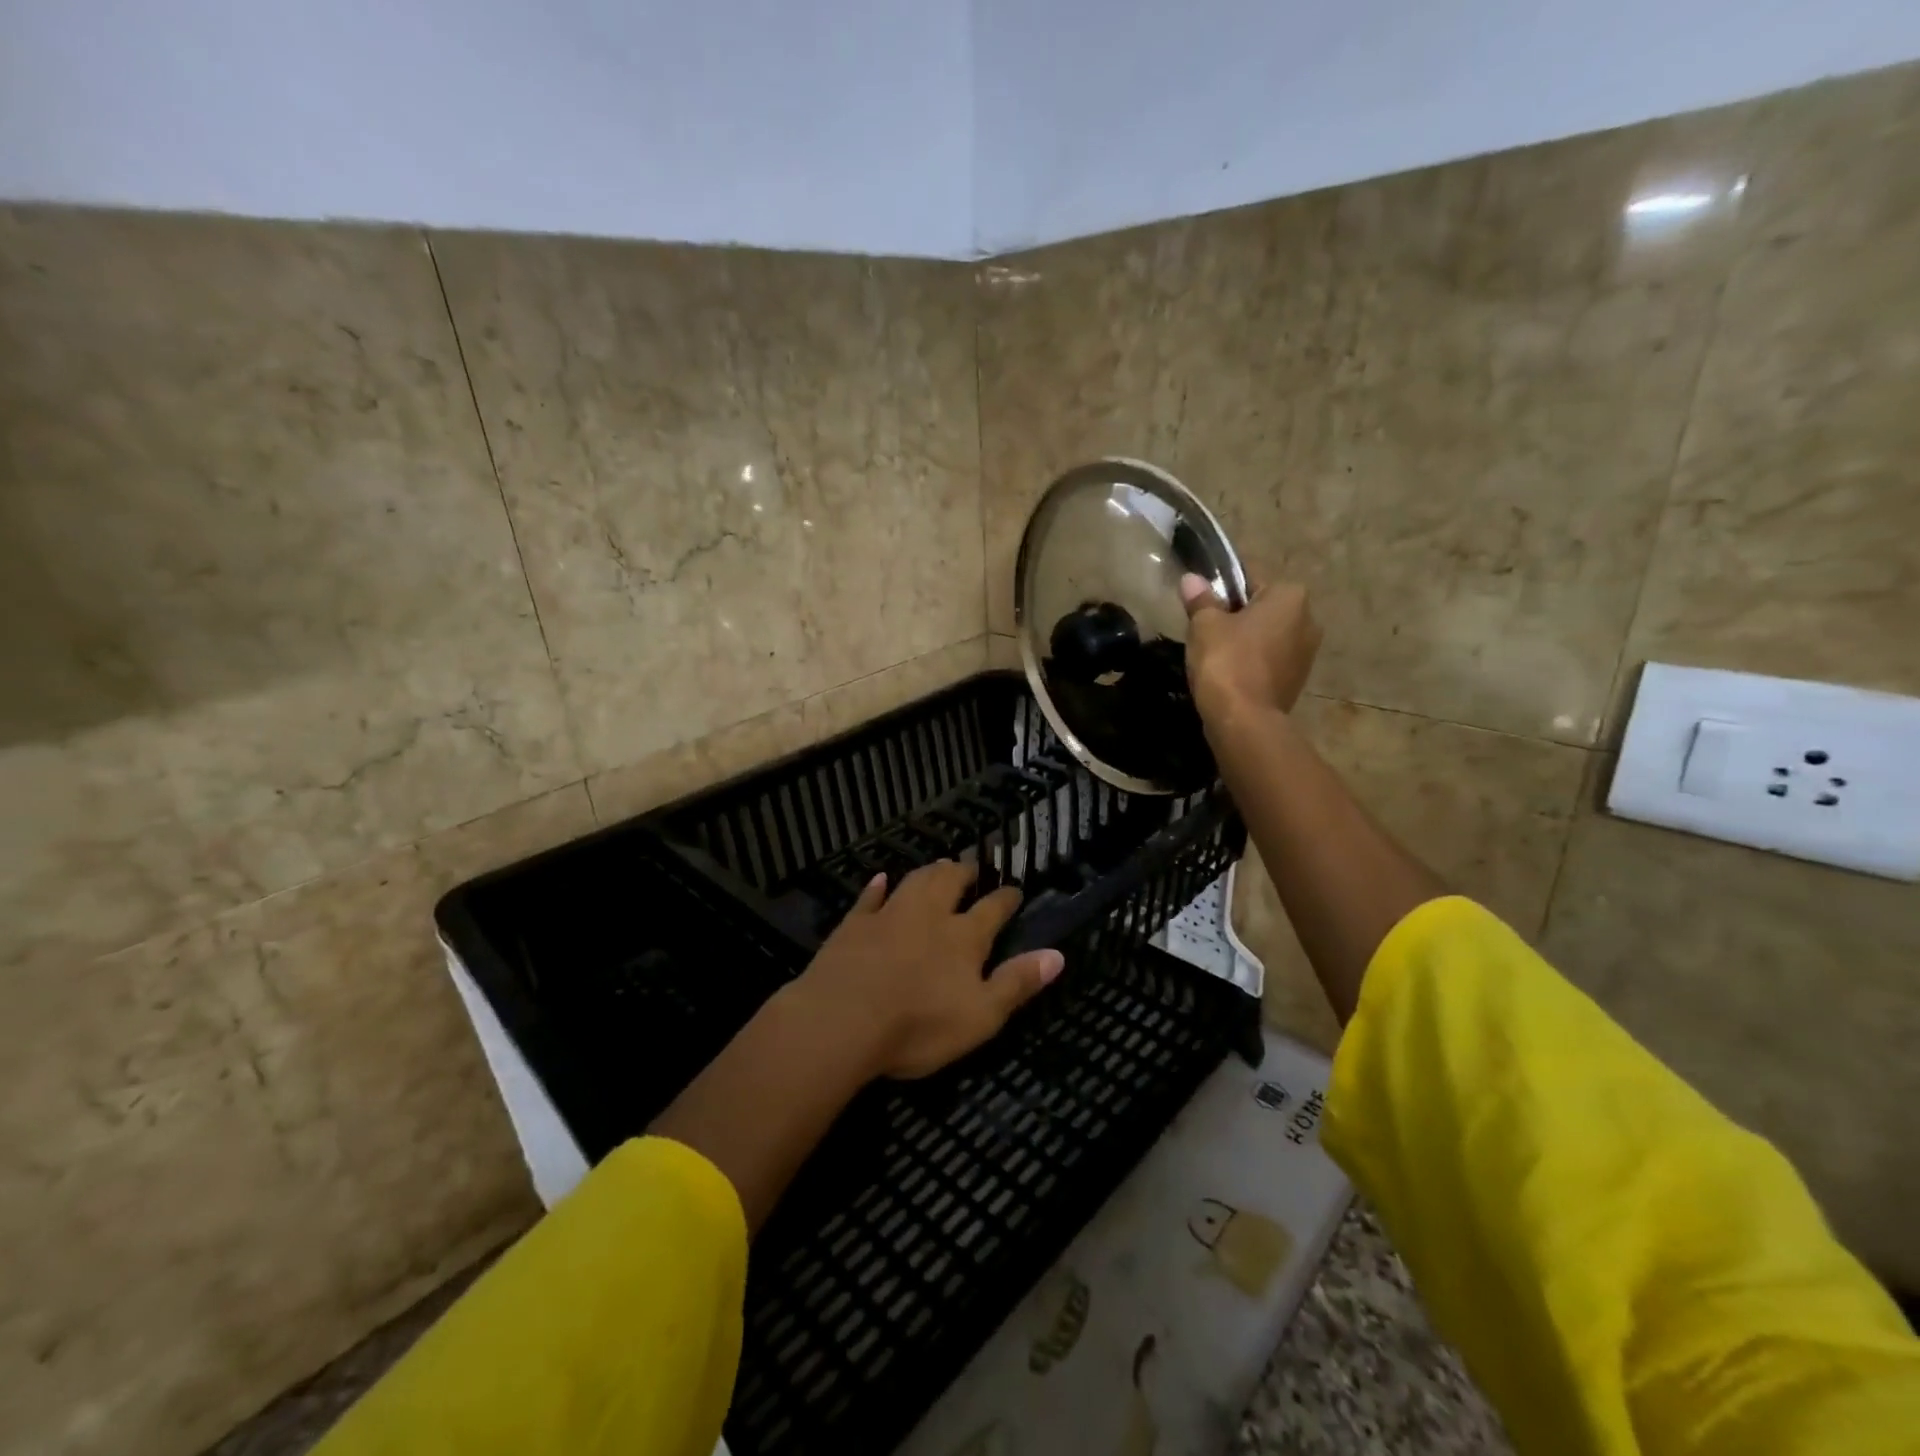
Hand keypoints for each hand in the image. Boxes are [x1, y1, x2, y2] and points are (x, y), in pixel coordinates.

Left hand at [782, 861, 1064, 1080]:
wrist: (843, 1019)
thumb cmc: (918, 1025)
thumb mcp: (981, 1015)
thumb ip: (1018, 983)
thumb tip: (1058, 954)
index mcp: (963, 938)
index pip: (992, 909)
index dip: (1006, 898)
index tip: (1015, 889)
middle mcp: (929, 915)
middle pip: (950, 882)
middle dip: (965, 872)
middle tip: (972, 866)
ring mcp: (889, 915)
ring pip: (915, 882)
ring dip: (930, 871)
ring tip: (940, 864)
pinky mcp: (854, 925)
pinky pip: (869, 898)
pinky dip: (877, 887)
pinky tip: (880, 879)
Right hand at [1180, 572, 1321, 721]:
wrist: (1244, 720)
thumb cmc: (1226, 661)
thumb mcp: (1205, 625)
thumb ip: (1201, 600)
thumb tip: (1191, 580)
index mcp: (1290, 596)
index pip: (1250, 579)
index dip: (1222, 589)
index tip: (1201, 603)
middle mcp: (1308, 619)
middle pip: (1262, 609)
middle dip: (1236, 616)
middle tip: (1205, 629)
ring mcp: (1306, 654)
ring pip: (1266, 637)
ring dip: (1244, 641)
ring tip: (1213, 655)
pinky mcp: (1297, 681)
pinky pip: (1269, 661)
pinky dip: (1251, 664)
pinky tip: (1228, 674)